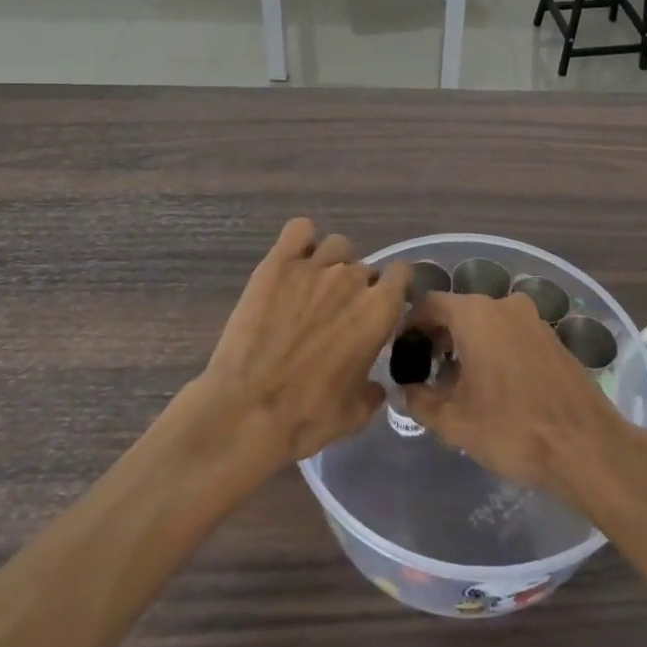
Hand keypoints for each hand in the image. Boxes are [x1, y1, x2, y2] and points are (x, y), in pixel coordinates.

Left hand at [196, 218, 411, 467]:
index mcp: (378, 310)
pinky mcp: (277, 263)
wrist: (245, 410)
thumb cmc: (306, 416)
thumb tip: (375, 384)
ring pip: (337, 246)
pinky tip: (294, 260)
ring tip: (314, 288)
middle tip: (337, 314)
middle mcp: (351, 279)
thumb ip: (373, 390)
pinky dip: (301, 240)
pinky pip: (299, 230)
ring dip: (332, 262)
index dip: (393, 288)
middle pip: (365, 267)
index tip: (382, 306)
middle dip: (357, 287)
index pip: (402, 273)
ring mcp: (313, 267)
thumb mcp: (355, 414)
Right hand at [400, 292, 628, 494]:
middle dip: (438, 338)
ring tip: (457, 383)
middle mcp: (503, 305)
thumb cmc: (511, 428)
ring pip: (487, 322)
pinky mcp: (552, 337)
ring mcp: (532, 319)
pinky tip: (493, 386)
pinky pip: (511, 333)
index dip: (410, 326)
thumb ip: (421, 401)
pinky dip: (494, 349)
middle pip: (459, 311)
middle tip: (426, 372)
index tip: (401, 353)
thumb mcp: (454, 422)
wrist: (585, 445)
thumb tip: (407, 390)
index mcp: (475, 314)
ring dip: (467, 344)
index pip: (429, 304)